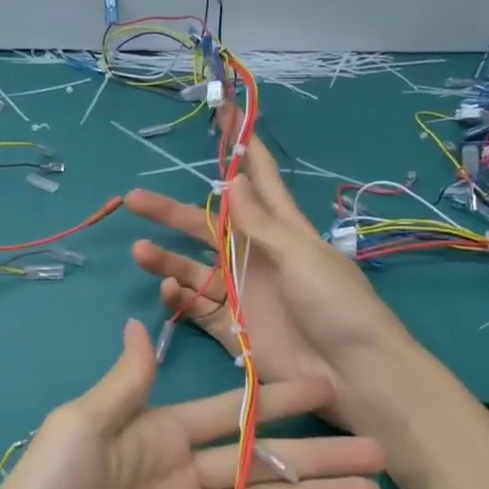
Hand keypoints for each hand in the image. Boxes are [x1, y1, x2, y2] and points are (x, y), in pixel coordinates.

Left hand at [0, 320, 383, 488]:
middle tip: (375, 450)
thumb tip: (142, 325)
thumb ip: (126, 384)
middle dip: (316, 454)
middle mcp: (180, 474)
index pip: (230, 412)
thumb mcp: (81, 426)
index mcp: (158, 433)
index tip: (324, 386)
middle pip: (259, 460)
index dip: (276, 399)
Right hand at [125, 111, 407, 425]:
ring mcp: (241, 291)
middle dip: (172, 211)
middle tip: (134, 198)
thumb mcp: (301, 255)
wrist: (353, 375)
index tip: (223, 113)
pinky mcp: (231, 326)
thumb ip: (260, 223)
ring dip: (166, 256)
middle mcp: (255, 255)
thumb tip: (232, 178)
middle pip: (207, 223)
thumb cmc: (336, 305)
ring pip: (193, 265)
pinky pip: (195, 306)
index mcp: (282, 229)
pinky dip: (178, 296)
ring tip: (139, 250)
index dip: (240, 147)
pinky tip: (169, 289)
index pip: (257, 179)